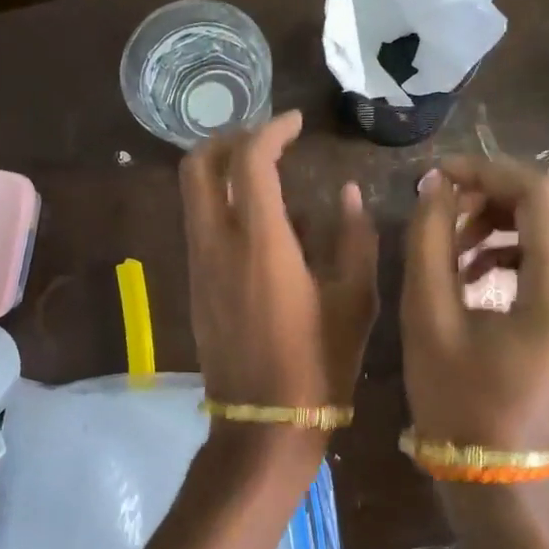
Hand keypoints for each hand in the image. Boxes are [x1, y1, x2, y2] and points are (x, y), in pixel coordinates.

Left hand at [180, 111, 379, 417]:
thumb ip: (353, 237)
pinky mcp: (195, 286)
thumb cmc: (320, 363)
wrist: (265, 425)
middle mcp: (217, 244)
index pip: (250, 161)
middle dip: (228, 139)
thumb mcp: (355, 299)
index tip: (296, 123)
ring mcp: (199, 265)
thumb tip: (347, 193)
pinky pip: (199, 224)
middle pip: (198, 166)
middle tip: (268, 140)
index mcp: (260, 242)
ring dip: (222, 170)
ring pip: (193, 194)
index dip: (271, 131)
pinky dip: (221, 203)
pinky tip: (261, 222)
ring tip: (267, 174)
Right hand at [401, 156, 548, 453]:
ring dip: (501, 214)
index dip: (487, 171)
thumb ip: (430, 240)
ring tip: (452, 239)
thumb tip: (435, 184)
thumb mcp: (427, 315)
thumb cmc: (456, 398)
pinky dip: (510, 241)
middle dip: (496, 188)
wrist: (492, 466)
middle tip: (445, 204)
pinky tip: (470, 268)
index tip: (438, 176)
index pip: (539, 193)